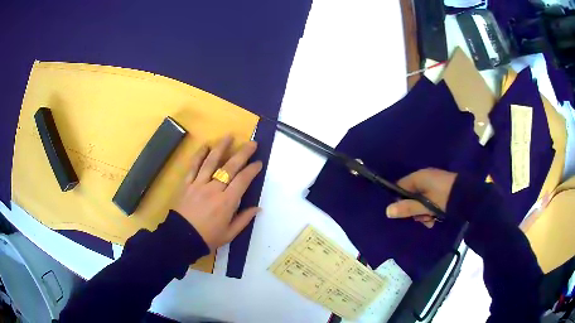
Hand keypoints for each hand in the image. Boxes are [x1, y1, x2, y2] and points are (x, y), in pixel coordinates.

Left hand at [174, 135, 262, 250]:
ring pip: (211, 162)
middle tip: (252, 143)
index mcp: (227, 202)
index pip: (242, 180)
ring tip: (229, 136)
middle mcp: (214, 189)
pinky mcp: (187, 184)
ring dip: (221, 147)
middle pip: (230, 167)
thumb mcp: (230, 233)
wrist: (181, 238)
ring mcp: (199, 184)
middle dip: (243, 154)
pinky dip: (199, 155)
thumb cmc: (208, 238)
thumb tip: (258, 208)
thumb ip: (244, 219)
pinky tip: (205, 146)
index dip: (252, 170)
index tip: (258, 162)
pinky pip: (193, 166)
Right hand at [386, 168, 456, 227]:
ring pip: (420, 199)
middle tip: (423, 219)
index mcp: (418, 177)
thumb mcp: (425, 206)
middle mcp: (424, 176)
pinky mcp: (441, 187)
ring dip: (423, 212)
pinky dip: (431, 208)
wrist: (468, 196)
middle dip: (415, 210)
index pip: (399, 187)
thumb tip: (387, 211)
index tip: (405, 213)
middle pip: (410, 195)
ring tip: (431, 221)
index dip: (399, 201)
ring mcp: (433, 181)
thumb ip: (407, 208)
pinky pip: (429, 198)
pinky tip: (436, 217)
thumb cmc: (444, 199)